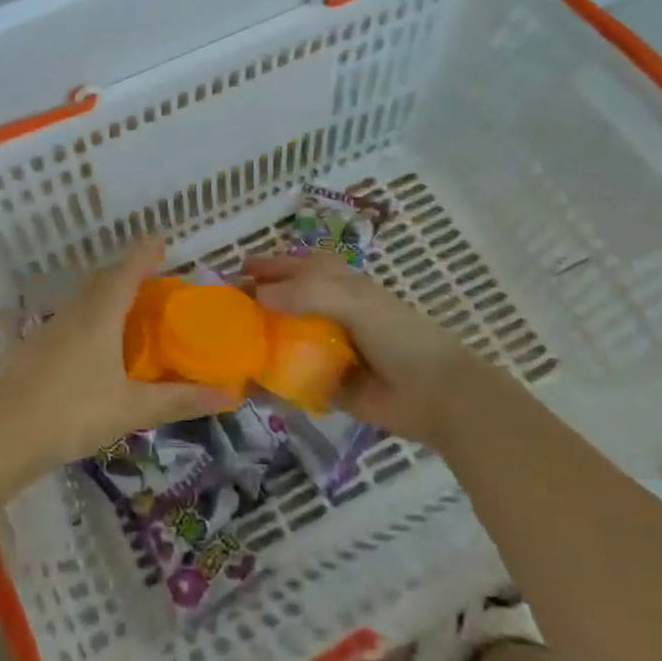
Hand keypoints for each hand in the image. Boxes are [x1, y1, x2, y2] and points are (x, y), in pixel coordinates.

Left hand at [0, 240, 230, 466]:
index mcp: (100, 316)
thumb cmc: (76, 413)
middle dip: (125, 273)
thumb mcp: (134, 409)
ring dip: (102, 296)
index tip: (160, 241)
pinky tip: (80, 345)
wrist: (7, 436)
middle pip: (102, 280)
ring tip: (122, 312)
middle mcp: (74, 313)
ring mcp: (47, 329)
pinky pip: (62, 323)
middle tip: (148, 281)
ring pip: (80, 300)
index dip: (144, 254)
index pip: (126, 272)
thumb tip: (229, 394)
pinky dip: (80, 322)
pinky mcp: (29, 348)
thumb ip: (180, 399)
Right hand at [243, 251, 477, 443]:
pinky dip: (272, 380)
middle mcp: (332, 314)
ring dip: (261, 341)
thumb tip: (258, 295)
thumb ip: (305, 293)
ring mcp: (330, 350)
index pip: (298, 267)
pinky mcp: (329, 385)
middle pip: (287, 302)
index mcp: (341, 286)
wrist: (435, 395)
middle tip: (226, 310)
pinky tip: (248, 383)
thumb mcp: (351, 300)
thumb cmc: (397, 336)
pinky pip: (294, 379)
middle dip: (258, 303)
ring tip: (229, 345)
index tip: (238, 270)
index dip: (270, 266)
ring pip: (287, 340)